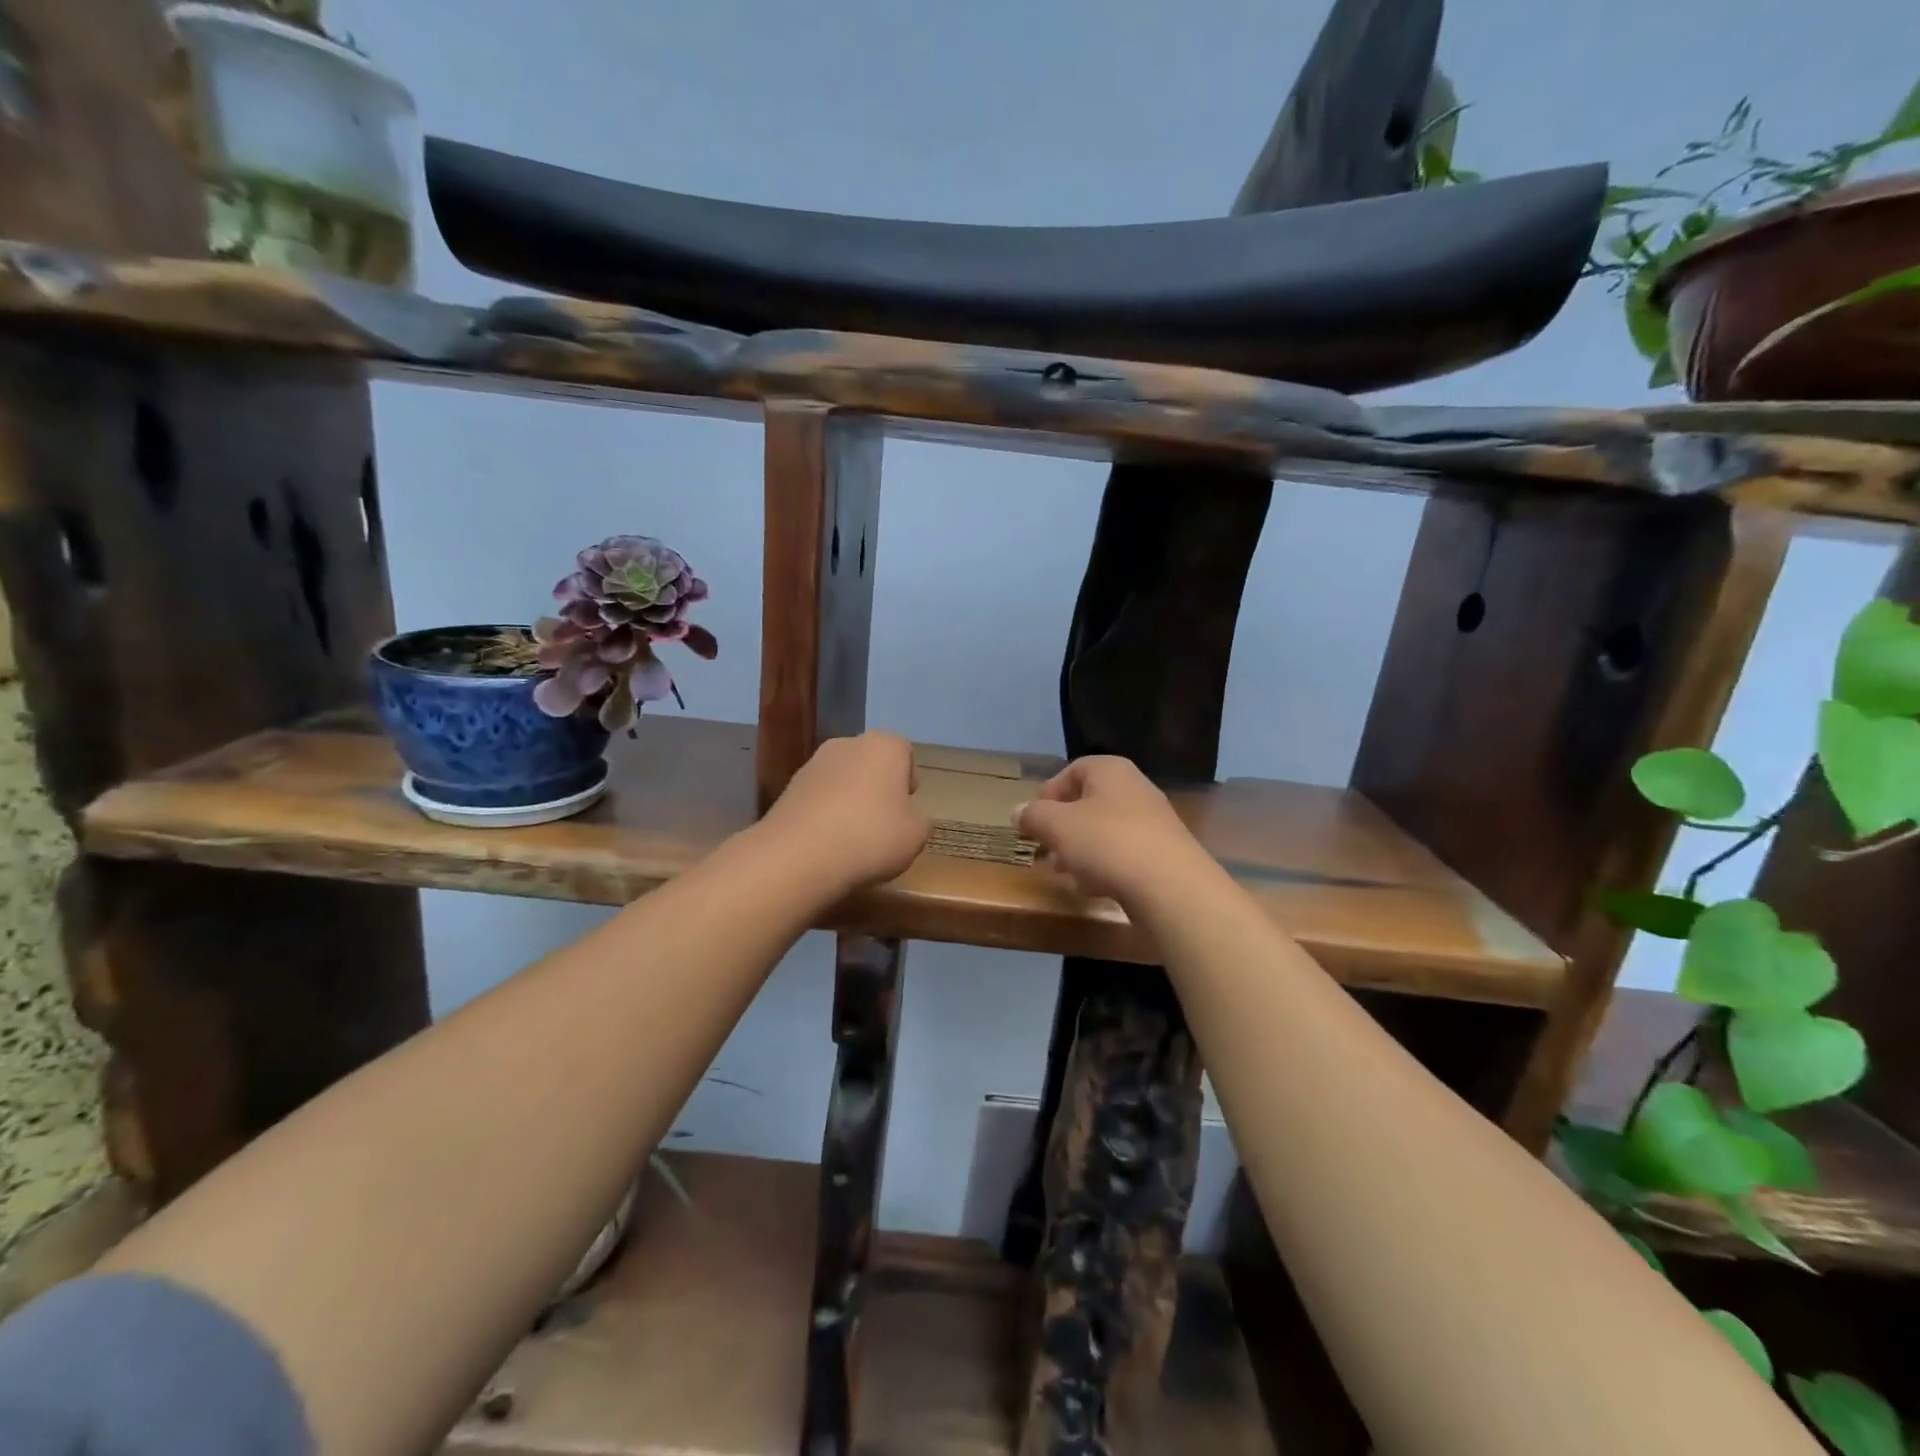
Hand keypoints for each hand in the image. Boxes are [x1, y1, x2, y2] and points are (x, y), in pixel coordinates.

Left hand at [762, 732, 929, 891]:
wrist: (799, 855)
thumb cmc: (871, 836)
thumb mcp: (917, 834)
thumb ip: (918, 819)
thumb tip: (905, 816)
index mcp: (883, 746)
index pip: (904, 752)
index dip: (908, 780)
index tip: (906, 809)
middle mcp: (846, 744)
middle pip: (870, 764)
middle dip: (877, 789)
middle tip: (883, 825)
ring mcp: (812, 765)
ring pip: (842, 781)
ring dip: (849, 802)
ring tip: (852, 840)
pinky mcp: (787, 789)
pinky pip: (818, 799)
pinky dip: (825, 816)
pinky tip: (827, 845)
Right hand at [1015, 756, 1211, 905]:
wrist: (1170, 886)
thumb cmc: (1107, 843)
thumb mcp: (1057, 826)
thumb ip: (1033, 816)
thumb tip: (1018, 811)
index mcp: (1110, 771)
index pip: (1072, 771)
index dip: (1048, 794)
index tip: (1033, 821)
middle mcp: (1135, 788)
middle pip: (1088, 803)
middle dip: (1063, 828)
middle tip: (1046, 851)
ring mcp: (1153, 822)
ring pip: (1104, 831)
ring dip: (1081, 850)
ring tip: (1067, 873)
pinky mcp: (1162, 853)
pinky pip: (1124, 854)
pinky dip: (1105, 867)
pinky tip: (1095, 888)